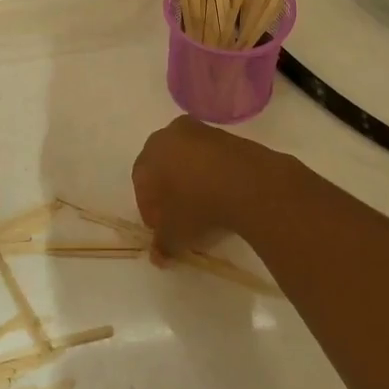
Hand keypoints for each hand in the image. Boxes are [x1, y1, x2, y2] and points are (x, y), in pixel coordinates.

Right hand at [131, 116, 289, 259]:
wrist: (247, 182)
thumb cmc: (197, 205)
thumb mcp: (175, 233)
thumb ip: (162, 244)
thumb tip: (158, 257)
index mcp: (149, 155)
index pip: (141, 183)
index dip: (150, 209)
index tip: (162, 228)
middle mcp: (169, 136)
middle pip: (163, 165)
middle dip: (169, 189)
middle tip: (180, 214)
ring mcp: (200, 131)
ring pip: (189, 158)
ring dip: (192, 179)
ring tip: (206, 205)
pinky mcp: (228, 135)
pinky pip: (213, 157)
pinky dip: (214, 173)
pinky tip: (224, 193)